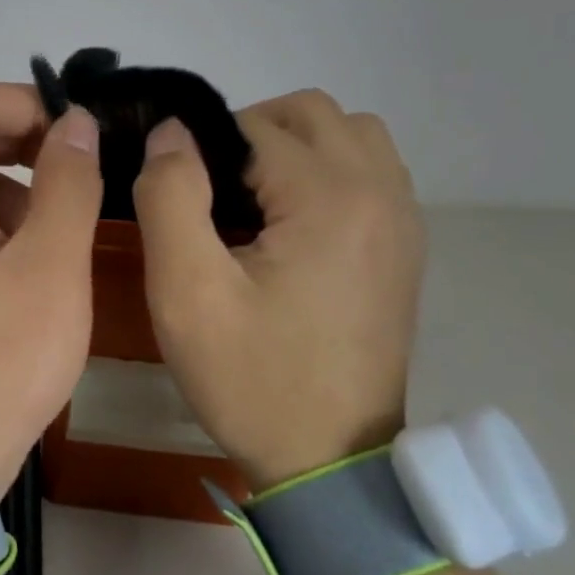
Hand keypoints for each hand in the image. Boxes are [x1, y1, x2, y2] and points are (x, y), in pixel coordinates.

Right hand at [132, 89, 425, 489]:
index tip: (176, 197)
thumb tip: (170, 132)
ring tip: (252, 202)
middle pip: (311, 112)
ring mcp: (402, 220)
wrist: (330, 462)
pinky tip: (291, 226)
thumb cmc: (251, 377)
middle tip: (211, 193)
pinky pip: (370, 172)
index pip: (254, 125)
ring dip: (293, 147)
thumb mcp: (187, 291)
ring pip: (349, 134)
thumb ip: (171, 196)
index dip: (202, 148)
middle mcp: (380, 193)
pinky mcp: (404, 248)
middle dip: (250, 133)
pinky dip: (326, 172)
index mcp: (330, 197)